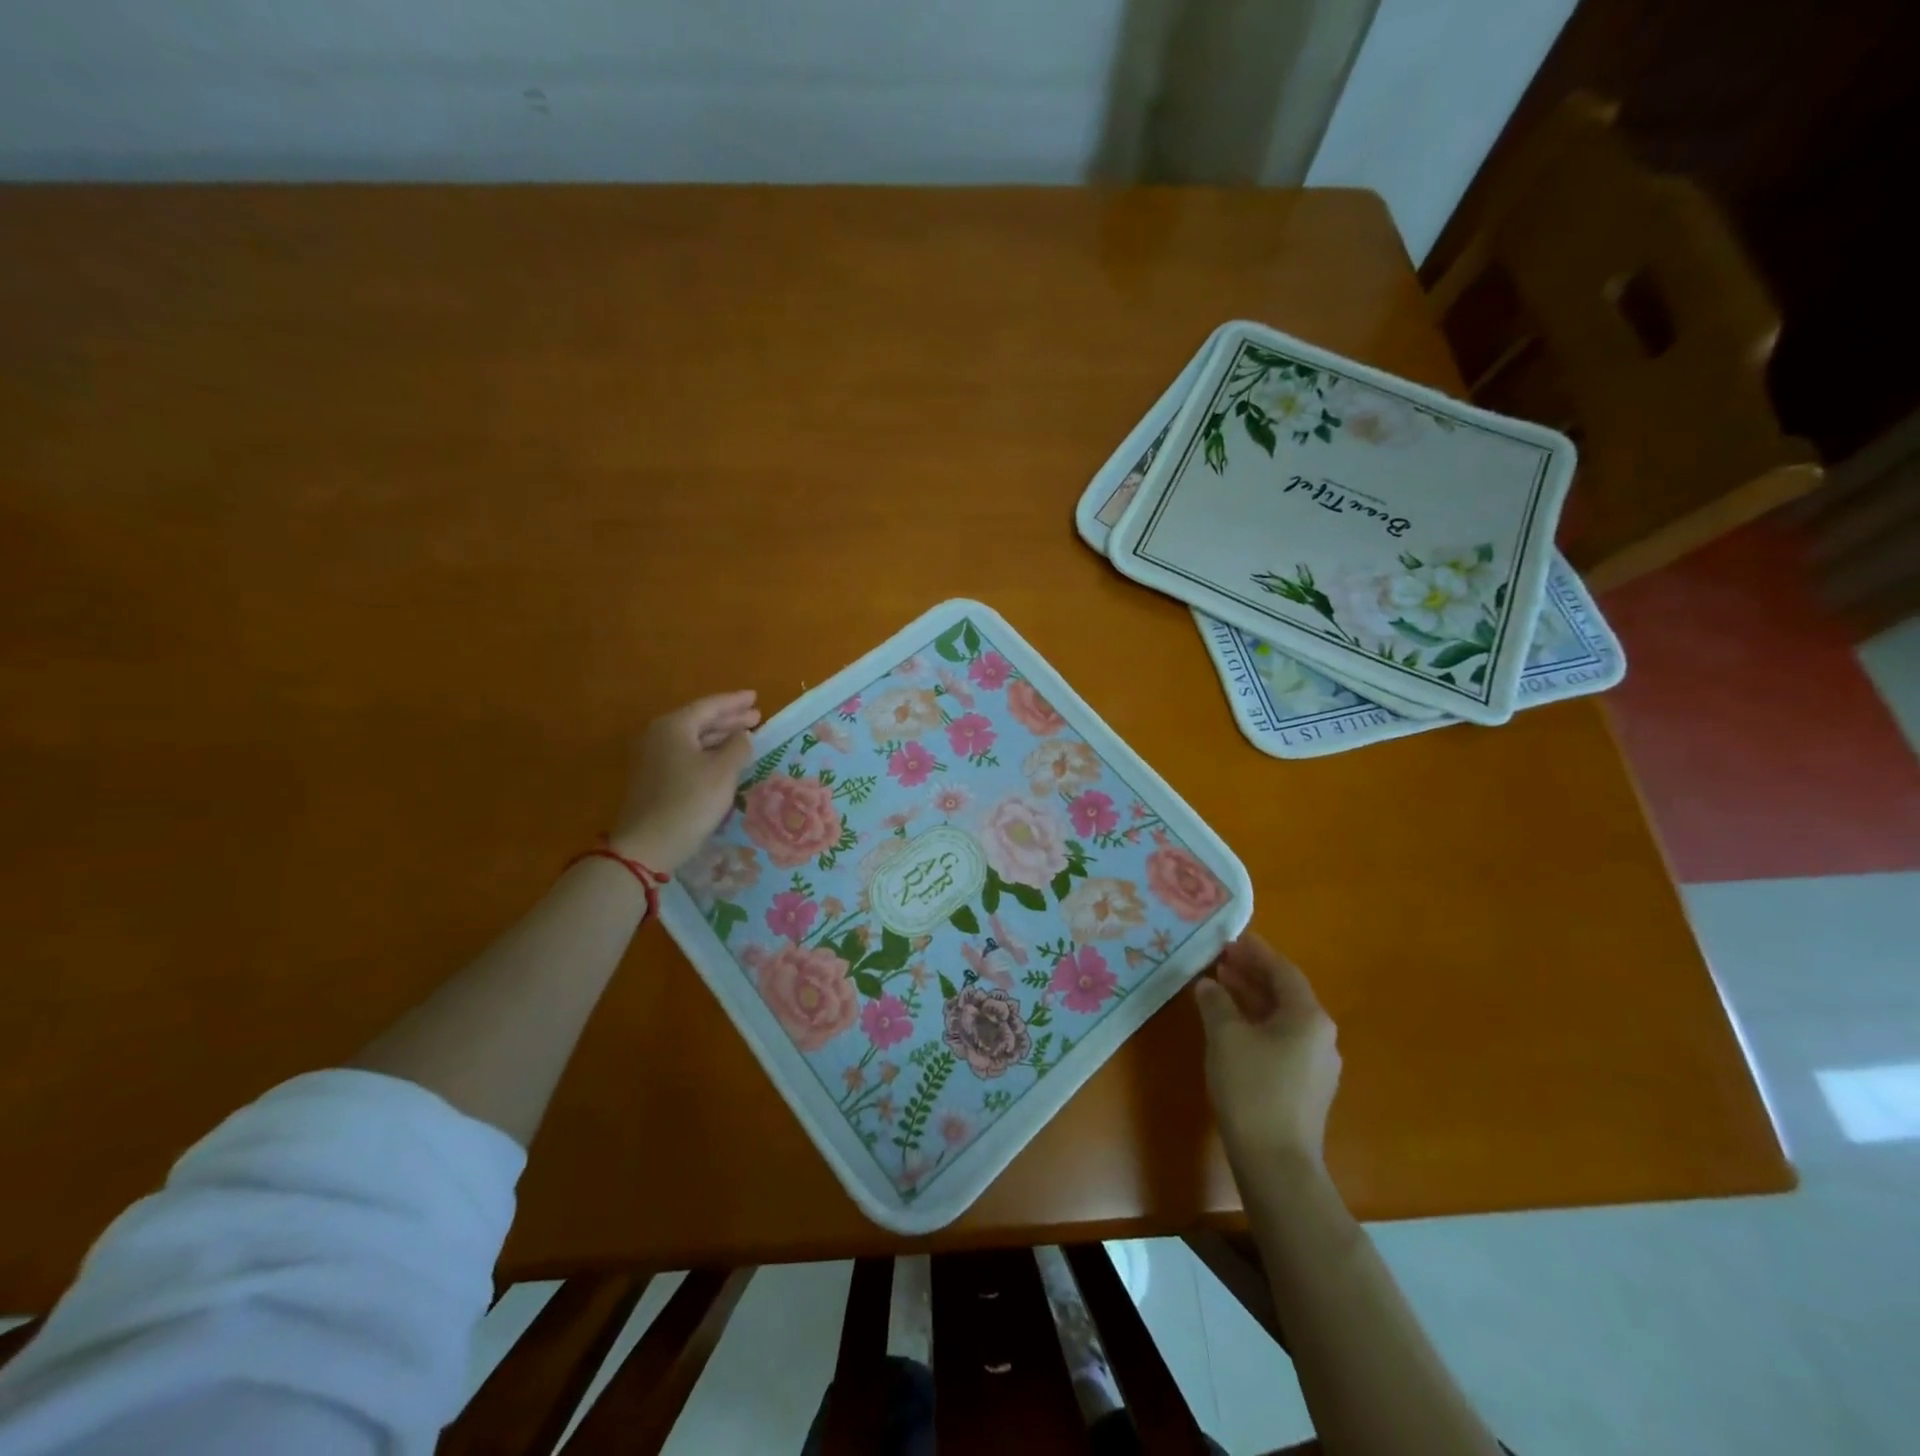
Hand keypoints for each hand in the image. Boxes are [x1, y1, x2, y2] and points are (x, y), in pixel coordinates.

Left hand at [609, 691, 759, 873]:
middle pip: (699, 720)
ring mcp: (652, 757)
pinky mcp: (653, 777)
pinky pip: (685, 754)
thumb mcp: (723, 771)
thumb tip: (743, 736)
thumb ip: (738, 746)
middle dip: (729, 719)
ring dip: (719, 736)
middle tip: (756, 716)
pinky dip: (707, 751)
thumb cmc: (690, 802)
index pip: (709, 706)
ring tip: (745, 736)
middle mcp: (658, 735)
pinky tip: (723, 758)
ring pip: (692, 738)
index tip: (755, 697)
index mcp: (674, 726)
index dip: (735, 702)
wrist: (648, 844)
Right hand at [1194, 933, 1340, 1171]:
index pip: (1282, 970)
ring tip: (1220, 985)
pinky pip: (1280, 1040)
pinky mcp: (1304, 1087)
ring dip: (1251, 998)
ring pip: (1281, 1018)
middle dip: (1252, 974)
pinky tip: (1231, 1026)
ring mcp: (1316, 1064)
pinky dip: (1256, 1024)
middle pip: (1284, 993)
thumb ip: (1216, 1002)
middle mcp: (1320, 1036)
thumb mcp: (1225, 1036)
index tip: (1231, 938)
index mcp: (1308, 1017)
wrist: (1276, 1163)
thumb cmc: (1252, 1089)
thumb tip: (1210, 984)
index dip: (1255, 952)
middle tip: (1220, 958)